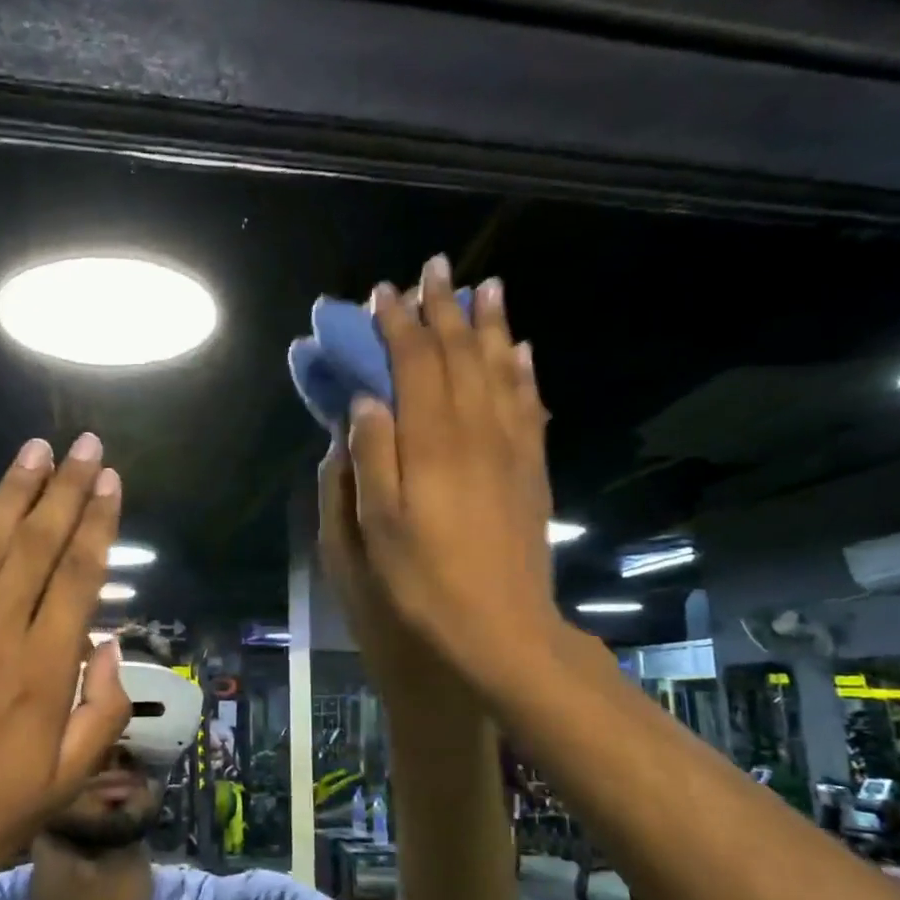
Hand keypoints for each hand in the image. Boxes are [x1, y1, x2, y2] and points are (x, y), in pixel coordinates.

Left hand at [0, 435, 130, 899]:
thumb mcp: (66, 782)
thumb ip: (102, 710)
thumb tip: (111, 647)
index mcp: (44, 672)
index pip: (79, 578)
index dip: (98, 525)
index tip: (112, 483)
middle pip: (37, 546)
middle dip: (66, 491)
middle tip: (86, 446)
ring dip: (12, 492)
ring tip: (36, 450)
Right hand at [341, 256, 563, 703]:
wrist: (499, 629)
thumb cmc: (421, 583)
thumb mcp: (375, 527)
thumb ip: (371, 456)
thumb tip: (367, 401)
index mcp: (431, 444)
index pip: (415, 365)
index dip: (398, 325)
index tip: (383, 294)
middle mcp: (475, 433)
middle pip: (461, 355)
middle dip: (444, 309)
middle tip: (435, 269)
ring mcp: (511, 450)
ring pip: (501, 370)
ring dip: (490, 326)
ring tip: (487, 288)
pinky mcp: (531, 471)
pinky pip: (529, 406)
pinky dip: (523, 372)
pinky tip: (521, 352)